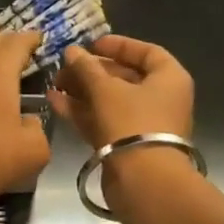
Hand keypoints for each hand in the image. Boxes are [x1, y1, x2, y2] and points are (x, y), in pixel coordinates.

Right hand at [46, 34, 194, 149]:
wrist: (143, 180)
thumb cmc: (132, 122)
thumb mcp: (105, 88)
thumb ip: (86, 67)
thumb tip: (71, 51)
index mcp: (169, 79)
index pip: (146, 52)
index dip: (118, 45)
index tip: (91, 44)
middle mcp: (160, 99)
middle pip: (124, 77)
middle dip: (91, 70)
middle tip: (64, 66)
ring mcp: (143, 124)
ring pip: (110, 100)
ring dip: (82, 90)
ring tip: (54, 83)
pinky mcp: (126, 145)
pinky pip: (103, 120)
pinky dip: (82, 110)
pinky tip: (55, 101)